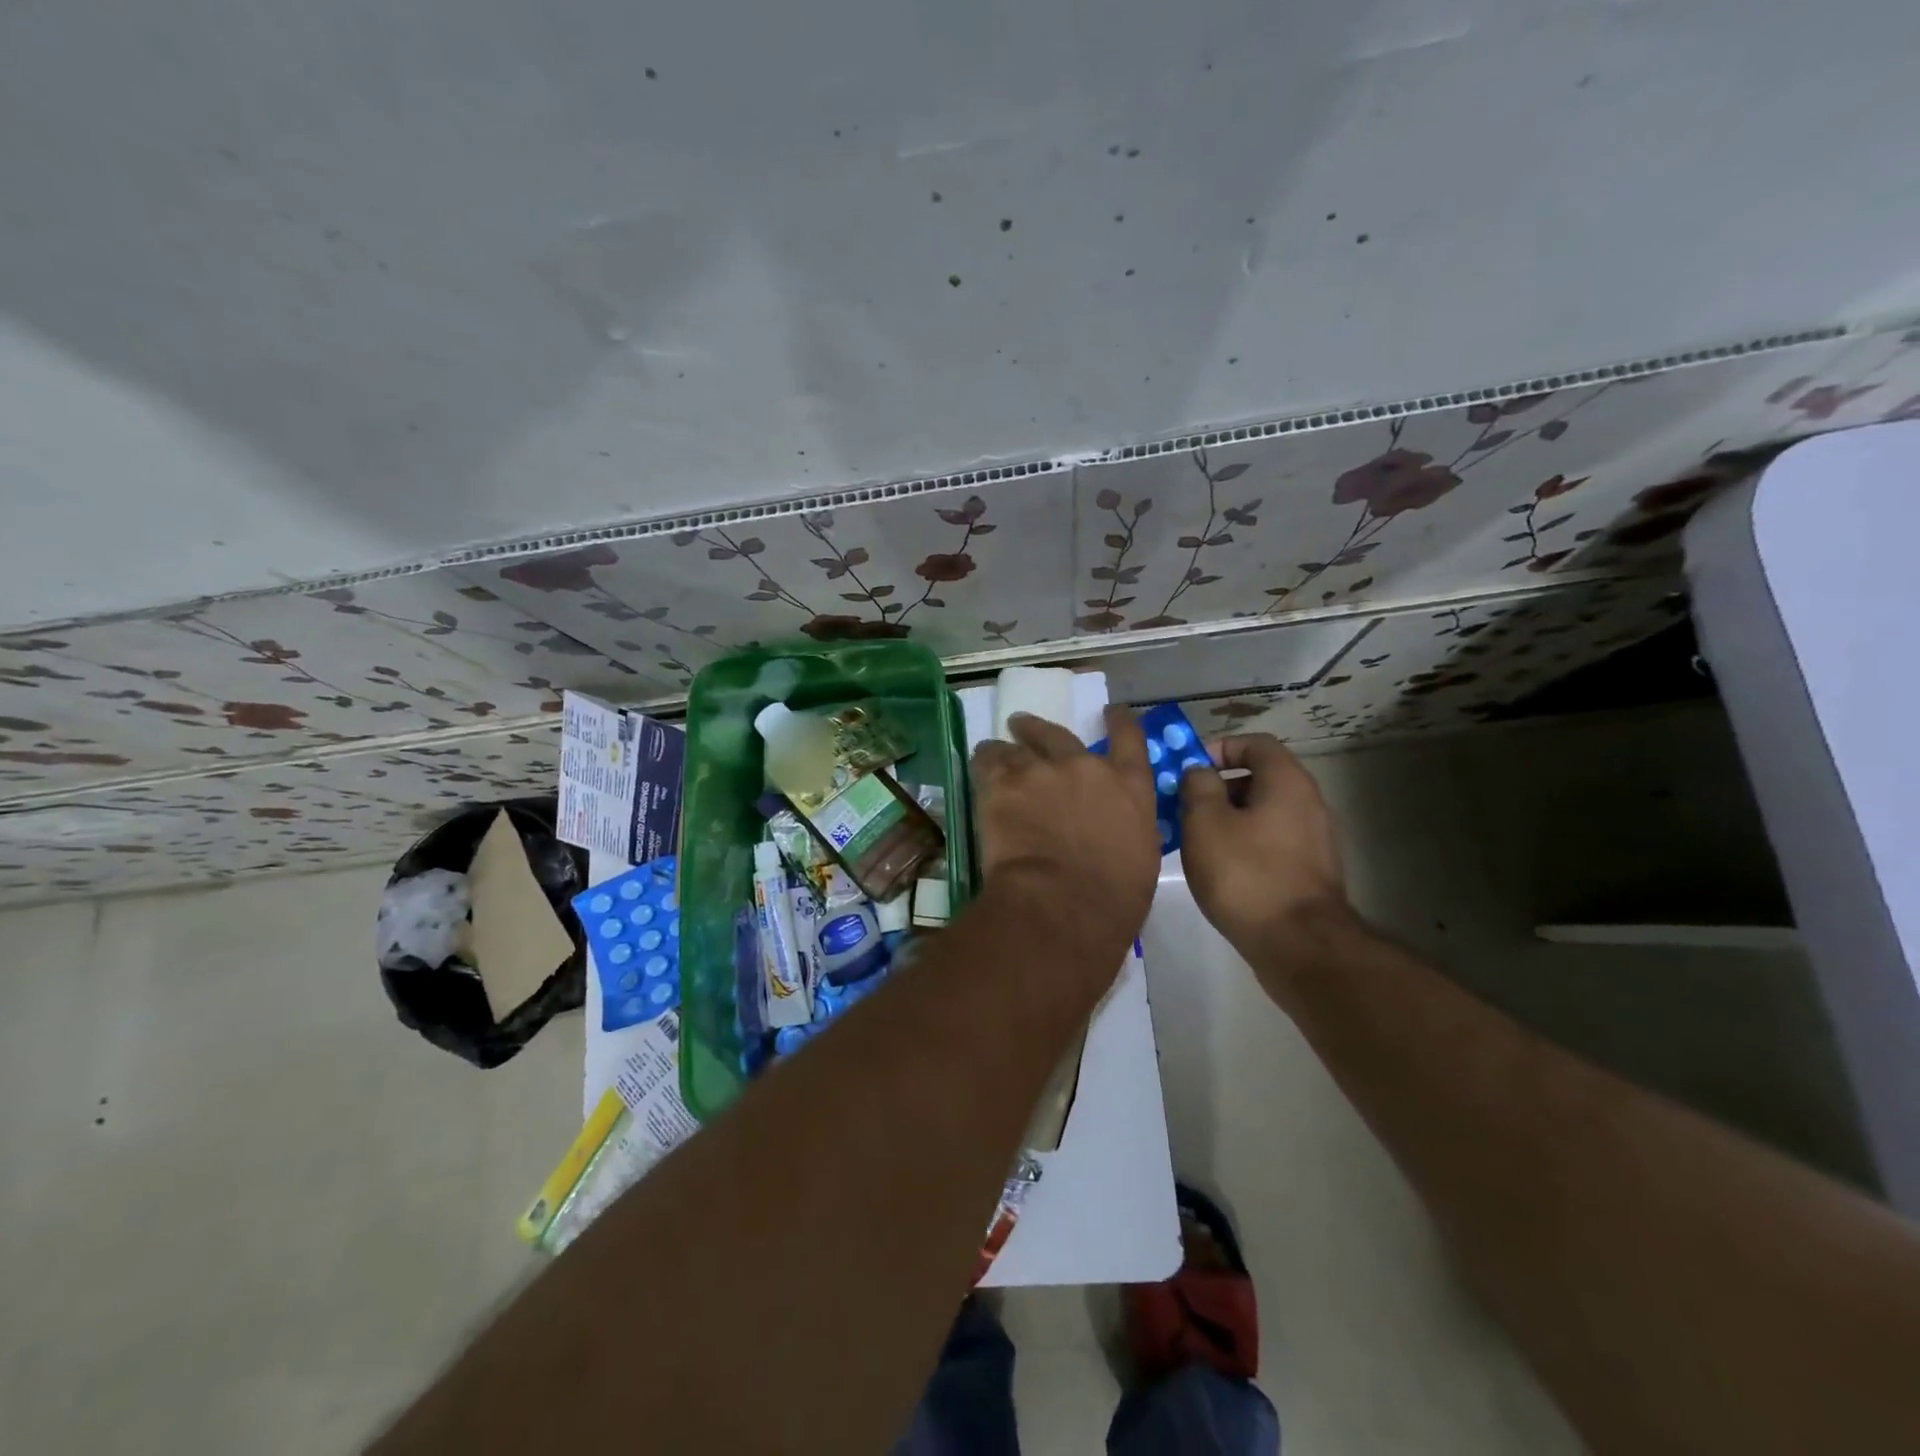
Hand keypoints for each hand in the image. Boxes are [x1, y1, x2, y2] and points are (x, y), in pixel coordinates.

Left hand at [970, 707, 1161, 967]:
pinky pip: (988, 761)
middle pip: (1060, 735)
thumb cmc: (1112, 899)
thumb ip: (1124, 829)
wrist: (1061, 903)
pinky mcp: (1003, 783)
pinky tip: (979, 764)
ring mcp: (1042, 771)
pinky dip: (984, 762)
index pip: (1129, 739)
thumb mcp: (1139, 859)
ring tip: (994, 748)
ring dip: (1007, 747)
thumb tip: (1112, 830)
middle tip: (1023, 725)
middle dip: (1040, 729)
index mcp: (1129, 787)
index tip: (1110, 711)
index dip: (1119, 721)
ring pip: (1018, 746)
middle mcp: (1086, 767)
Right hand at [1178, 734, 1351, 960]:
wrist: (1299, 945)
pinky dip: (1245, 845)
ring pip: (1264, 814)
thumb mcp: (1205, 822)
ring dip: (1229, 820)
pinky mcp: (1310, 873)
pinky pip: (1272, 843)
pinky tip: (1221, 870)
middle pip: (1259, 778)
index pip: (1256, 744)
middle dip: (1219, 788)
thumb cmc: (1246, 874)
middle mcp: (1308, 803)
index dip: (1220, 748)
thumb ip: (1198, 787)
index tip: (1190, 770)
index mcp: (1287, 782)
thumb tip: (1200, 772)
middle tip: (1185, 808)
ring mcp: (1314, 840)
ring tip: (1196, 842)